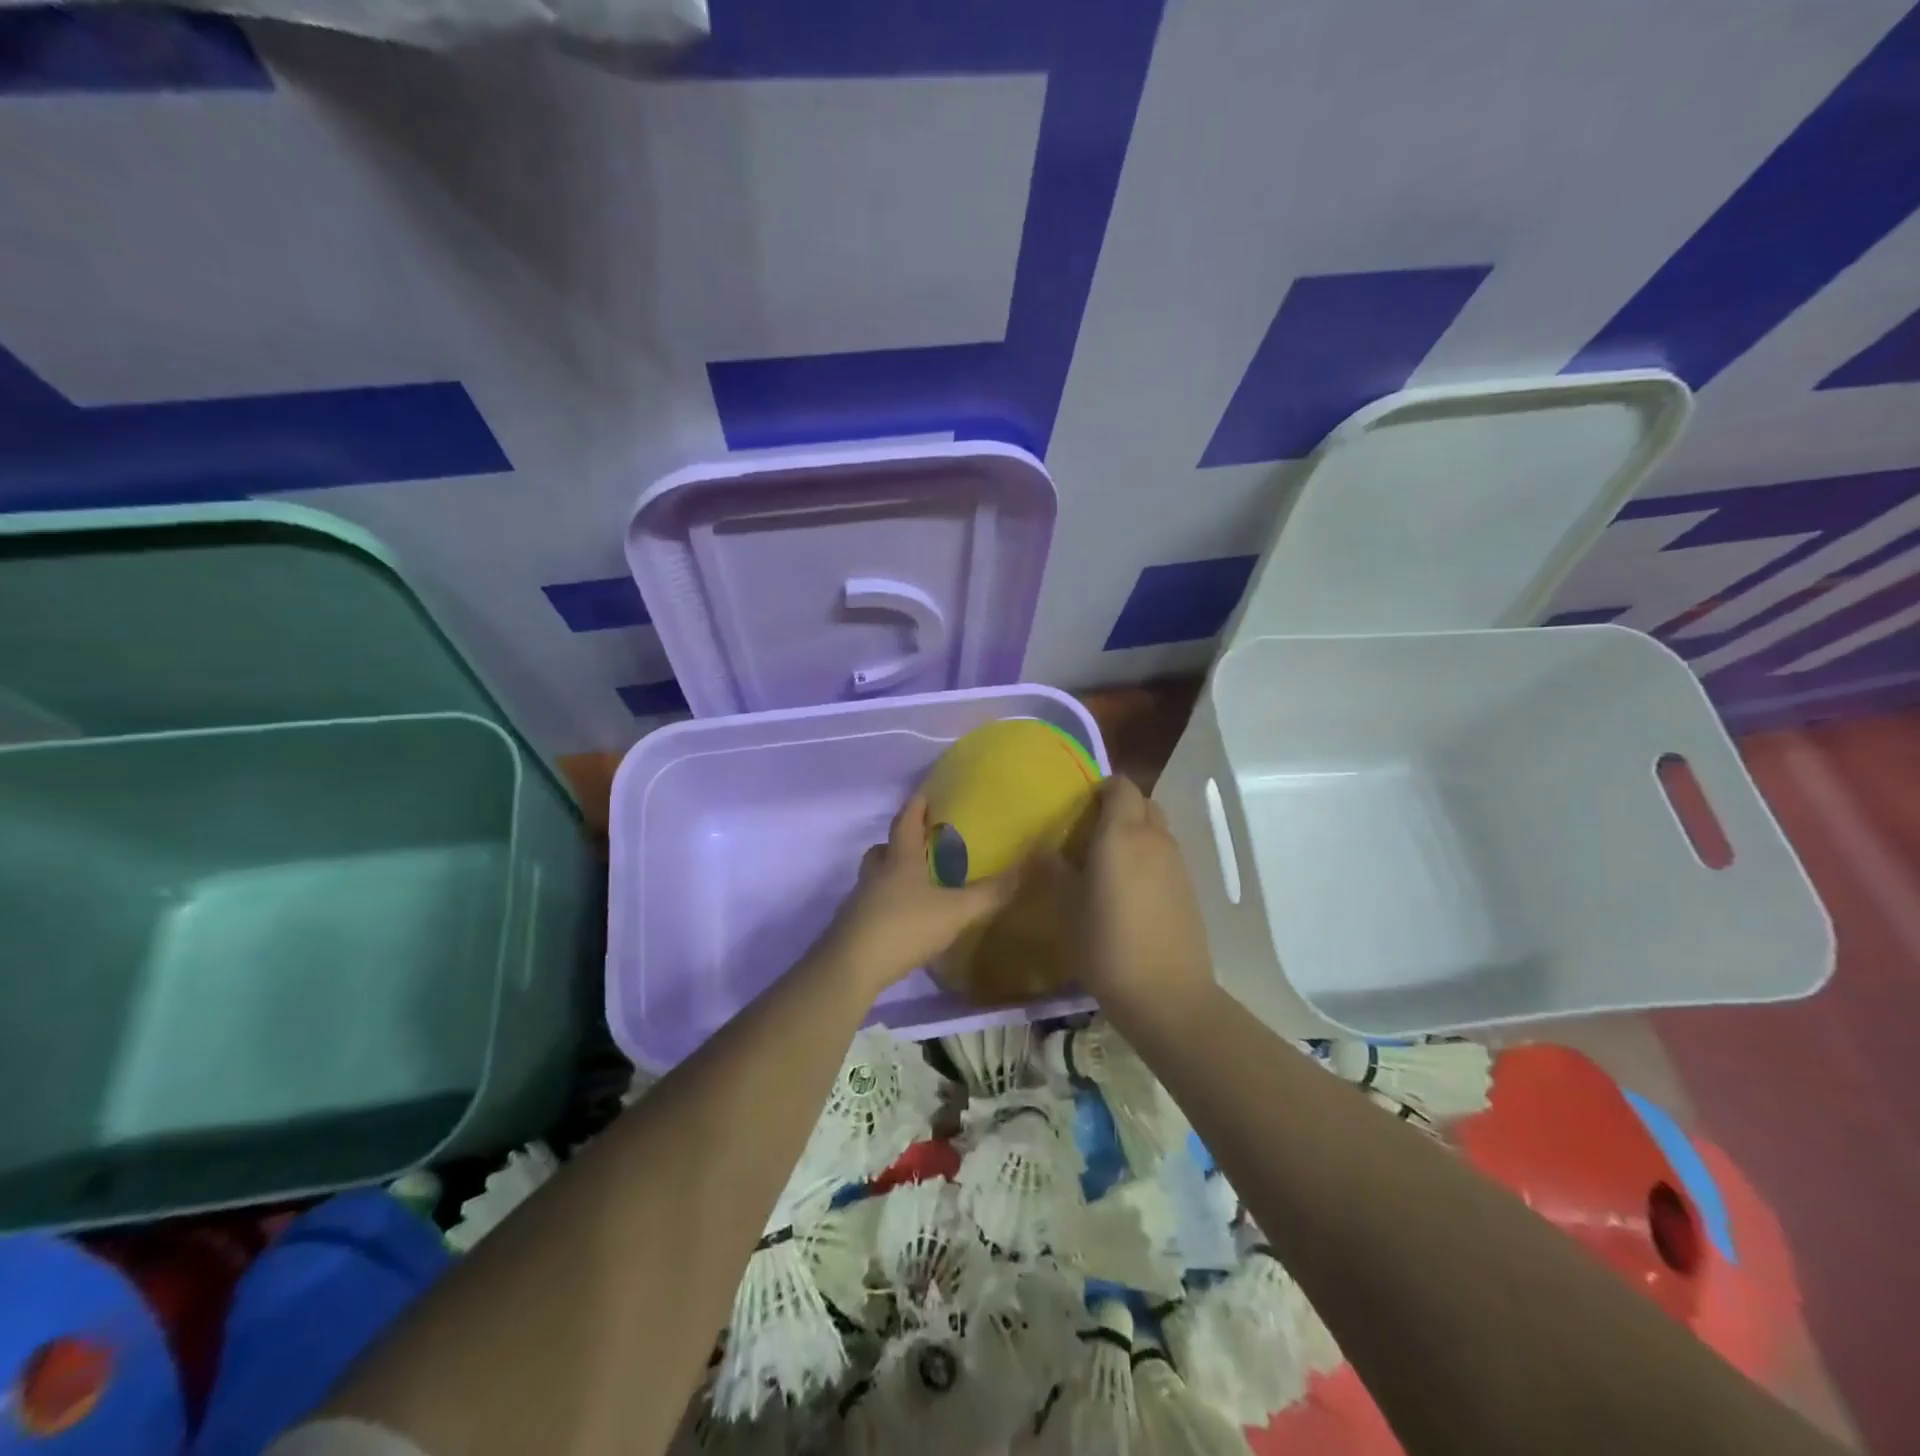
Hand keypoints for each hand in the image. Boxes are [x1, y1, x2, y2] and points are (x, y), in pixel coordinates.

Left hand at [816, 794, 1020, 997]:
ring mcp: (860, 900)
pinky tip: (903, 921)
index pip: (905, 822)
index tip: (923, 795)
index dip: (915, 807)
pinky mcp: (853, 926)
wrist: (852, 966)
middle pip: (882, 849)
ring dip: (890, 874)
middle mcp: (876, 874)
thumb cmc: (905, 926)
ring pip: (874, 877)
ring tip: (914, 886)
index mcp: (900, 860)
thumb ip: (989, 894)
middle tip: (918, 844)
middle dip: (898, 842)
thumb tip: (1023, 869)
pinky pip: (871, 905)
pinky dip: (886, 905)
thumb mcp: (955, 911)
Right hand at [1076, 776, 1214, 1018]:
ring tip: (1108, 863)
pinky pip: (1166, 857)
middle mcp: (1154, 839)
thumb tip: (1043, 852)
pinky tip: (1130, 891)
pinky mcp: (1189, 889)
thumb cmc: (1106, 945)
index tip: (1078, 807)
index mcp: (1121, 834)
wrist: (1167, 994)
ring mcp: (1177, 864)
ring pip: (1157, 829)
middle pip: (1143, 802)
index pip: (1120, 786)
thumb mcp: (1067, 909)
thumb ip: (1055, 872)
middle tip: (1091, 832)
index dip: (1101, 788)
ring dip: (1135, 833)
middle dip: (1120, 807)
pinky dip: (1149, 859)